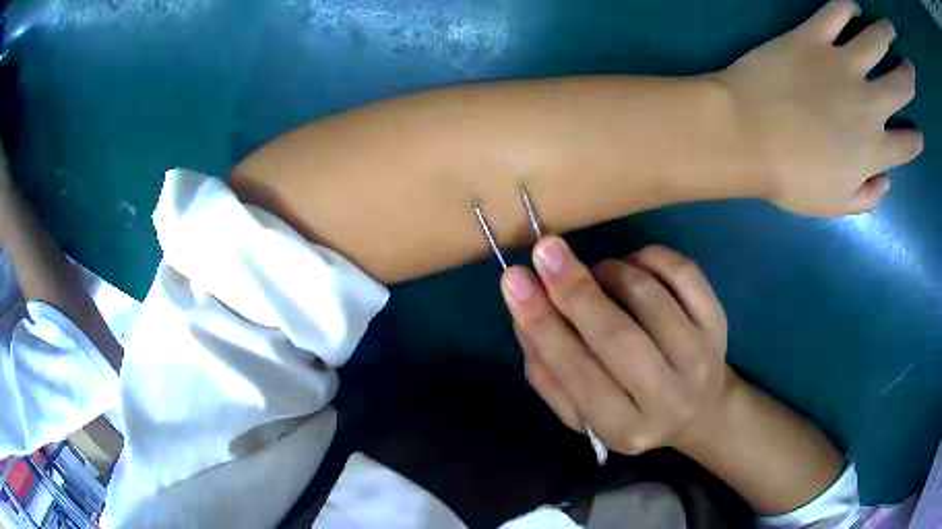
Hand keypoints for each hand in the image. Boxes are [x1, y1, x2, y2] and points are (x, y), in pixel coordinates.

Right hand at [501, 237, 732, 454]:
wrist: (701, 411)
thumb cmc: (633, 414)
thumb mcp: (584, 416)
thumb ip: (549, 377)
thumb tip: (523, 321)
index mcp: (625, 427)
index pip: (577, 373)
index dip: (543, 324)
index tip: (515, 280)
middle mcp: (667, 397)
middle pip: (617, 336)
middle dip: (575, 289)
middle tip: (545, 249)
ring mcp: (701, 357)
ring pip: (649, 297)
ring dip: (611, 273)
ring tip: (598, 274)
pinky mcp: (718, 322)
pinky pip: (684, 273)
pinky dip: (651, 257)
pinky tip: (635, 265)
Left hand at [719, 0, 922, 216]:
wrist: (745, 134)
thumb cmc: (790, 177)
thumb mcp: (835, 205)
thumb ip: (867, 197)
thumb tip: (887, 183)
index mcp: (876, 149)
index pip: (907, 145)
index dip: (916, 140)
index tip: (919, 134)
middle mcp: (869, 102)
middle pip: (901, 84)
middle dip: (911, 73)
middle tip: (911, 64)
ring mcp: (841, 63)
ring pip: (875, 40)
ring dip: (887, 30)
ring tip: (890, 24)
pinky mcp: (811, 37)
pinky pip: (833, 14)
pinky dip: (845, 6)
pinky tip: (854, 4)